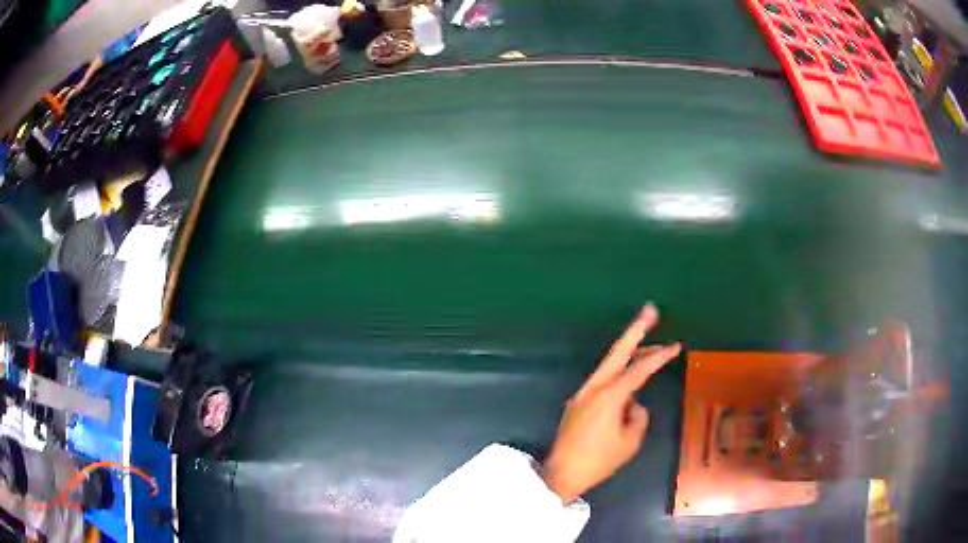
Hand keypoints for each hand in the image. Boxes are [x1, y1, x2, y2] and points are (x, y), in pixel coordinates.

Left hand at [540, 304, 680, 503]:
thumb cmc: (599, 460)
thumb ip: (638, 416)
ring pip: (609, 364)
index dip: (659, 357)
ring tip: (648, 344)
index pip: (639, 369)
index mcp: (609, 395)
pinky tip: (630, 377)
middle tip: (650, 310)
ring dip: (628, 352)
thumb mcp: (630, 441)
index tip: (676, 346)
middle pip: (617, 352)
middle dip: (635, 330)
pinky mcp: (578, 402)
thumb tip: (634, 404)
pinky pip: (603, 380)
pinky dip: (618, 372)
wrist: (562, 473)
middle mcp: (594, 387)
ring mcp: (582, 393)